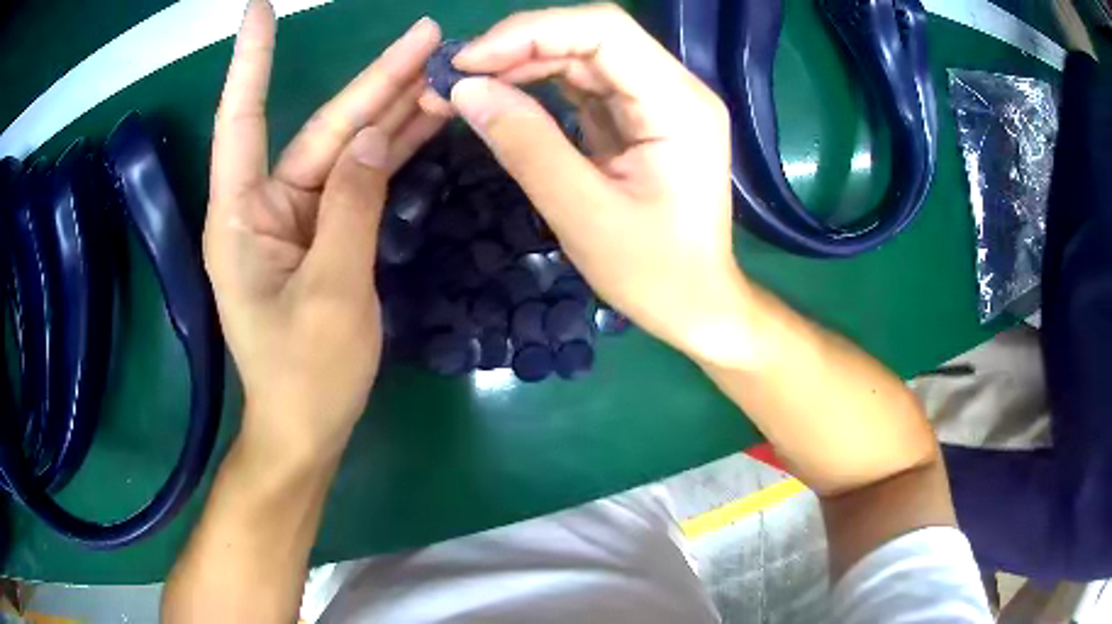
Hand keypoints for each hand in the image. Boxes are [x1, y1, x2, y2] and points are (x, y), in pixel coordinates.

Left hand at [205, 0, 446, 461]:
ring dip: (393, 111)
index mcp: (241, 215)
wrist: (306, 427)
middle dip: (374, 81)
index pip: (242, 117)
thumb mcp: (333, 292)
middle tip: (429, 37)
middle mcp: (262, 205)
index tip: (258, 9)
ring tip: (443, 70)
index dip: (250, 60)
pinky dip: (390, 152)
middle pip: (320, 127)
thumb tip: (371, 139)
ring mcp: (294, 217)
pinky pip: (357, 180)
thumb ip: (351, 207)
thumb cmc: (305, 374)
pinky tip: (426, 121)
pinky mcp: (320, 233)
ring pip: (346, 149)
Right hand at [448, 5, 754, 365]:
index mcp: (679, 104)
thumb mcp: (582, 213)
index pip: (604, 31)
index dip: (530, 33)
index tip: (468, 62)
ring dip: (521, 64)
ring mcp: (659, 100)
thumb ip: (525, 144)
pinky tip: (501, 96)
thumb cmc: (653, 273)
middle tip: (455, 76)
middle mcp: (675, 89)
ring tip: (465, 85)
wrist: (695, 303)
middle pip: (591, 36)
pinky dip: (538, 86)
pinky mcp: (641, 117)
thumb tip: (465, 90)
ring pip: (583, 56)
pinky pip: (584, 84)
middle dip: (517, 48)